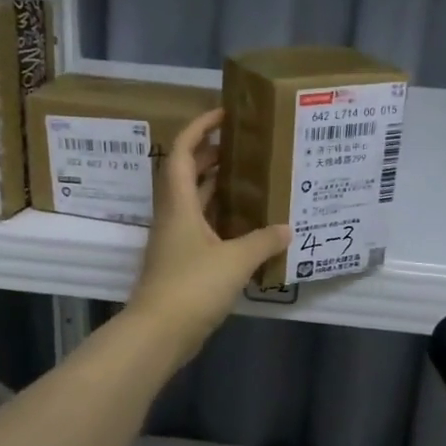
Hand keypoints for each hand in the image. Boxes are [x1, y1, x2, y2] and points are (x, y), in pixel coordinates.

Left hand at [122, 107, 289, 367]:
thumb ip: (263, 241)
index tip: (223, 113)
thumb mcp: (235, 260)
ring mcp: (175, 241)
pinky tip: (246, 225)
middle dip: (212, 155)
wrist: (159, 332)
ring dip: (217, 187)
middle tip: (244, 147)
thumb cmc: (192, 286)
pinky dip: (221, 219)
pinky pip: (202, 228)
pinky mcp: (181, 263)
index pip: (183, 152)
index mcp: (178, 204)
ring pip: (194, 202)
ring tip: (250, 178)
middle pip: (187, 174)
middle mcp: (173, 216)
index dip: (199, 127)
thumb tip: (287, 229)